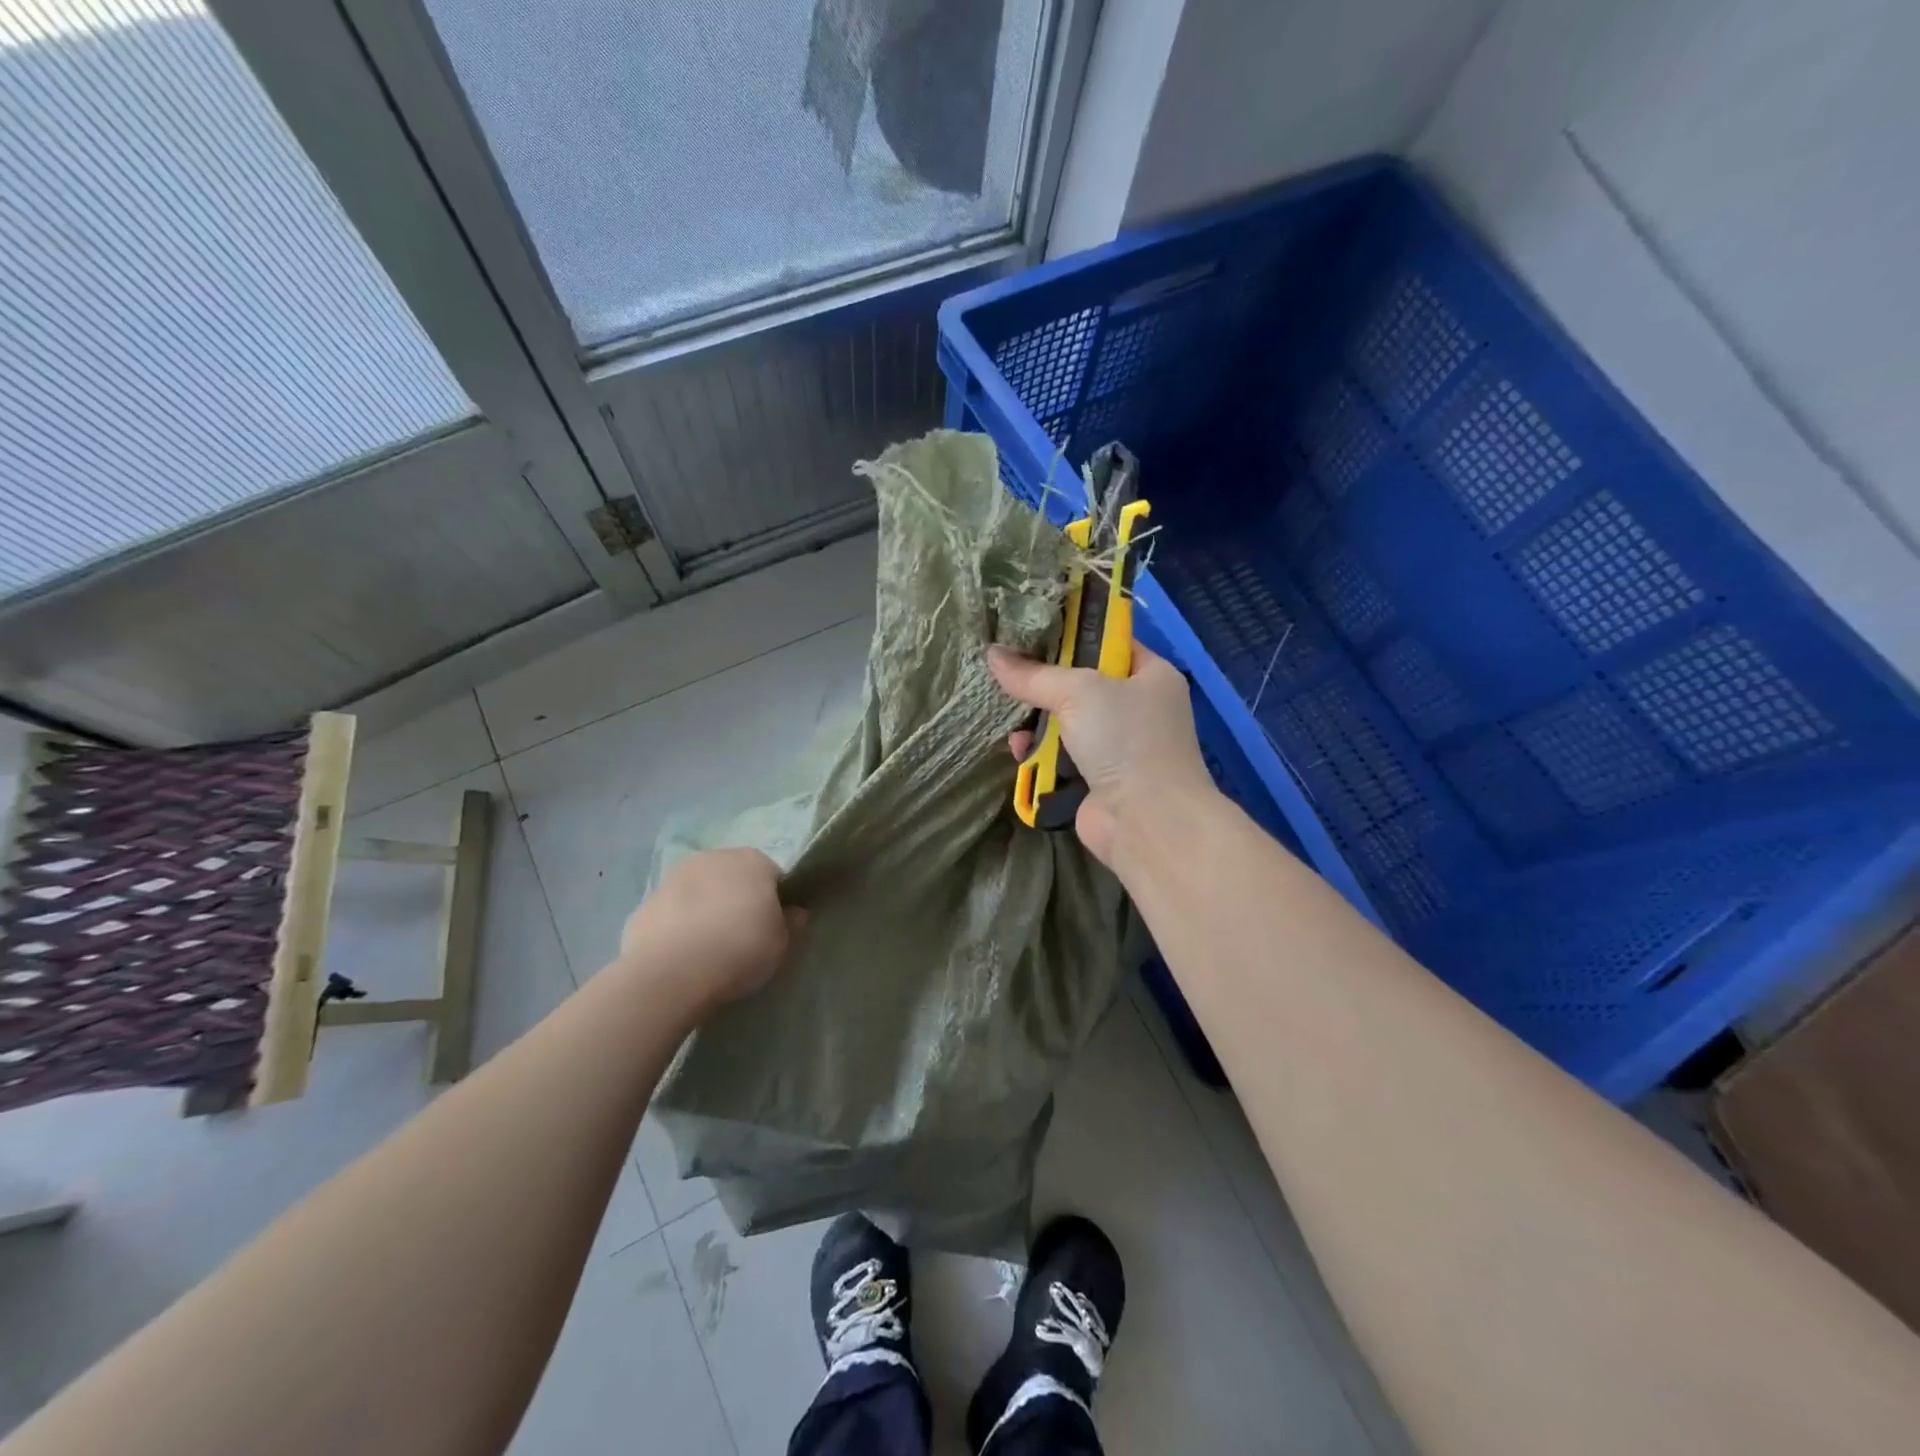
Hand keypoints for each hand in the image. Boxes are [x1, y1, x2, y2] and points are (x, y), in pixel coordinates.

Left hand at [619, 849, 803, 1010]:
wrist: (670, 973)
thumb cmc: (739, 950)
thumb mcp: (782, 944)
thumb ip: (792, 923)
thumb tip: (795, 912)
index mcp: (753, 861)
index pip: (773, 876)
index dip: (775, 901)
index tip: (772, 927)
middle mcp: (714, 857)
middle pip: (734, 877)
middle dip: (739, 898)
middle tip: (741, 936)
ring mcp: (675, 877)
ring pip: (701, 890)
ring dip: (706, 908)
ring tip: (708, 947)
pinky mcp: (646, 901)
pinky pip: (673, 911)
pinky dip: (679, 925)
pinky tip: (681, 954)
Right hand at [987, 641, 1216, 867]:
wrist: (1146, 821)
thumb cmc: (1124, 739)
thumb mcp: (1079, 691)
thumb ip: (1034, 674)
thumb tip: (992, 653)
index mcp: (1151, 675)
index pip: (1110, 642)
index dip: (1073, 634)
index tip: (1031, 629)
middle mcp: (1139, 708)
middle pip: (1082, 685)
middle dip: (1045, 684)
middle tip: (1009, 673)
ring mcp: (1119, 747)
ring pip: (1067, 723)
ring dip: (1037, 724)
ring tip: (1011, 720)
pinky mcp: (1098, 780)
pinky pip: (1061, 758)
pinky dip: (1040, 755)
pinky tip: (1020, 752)